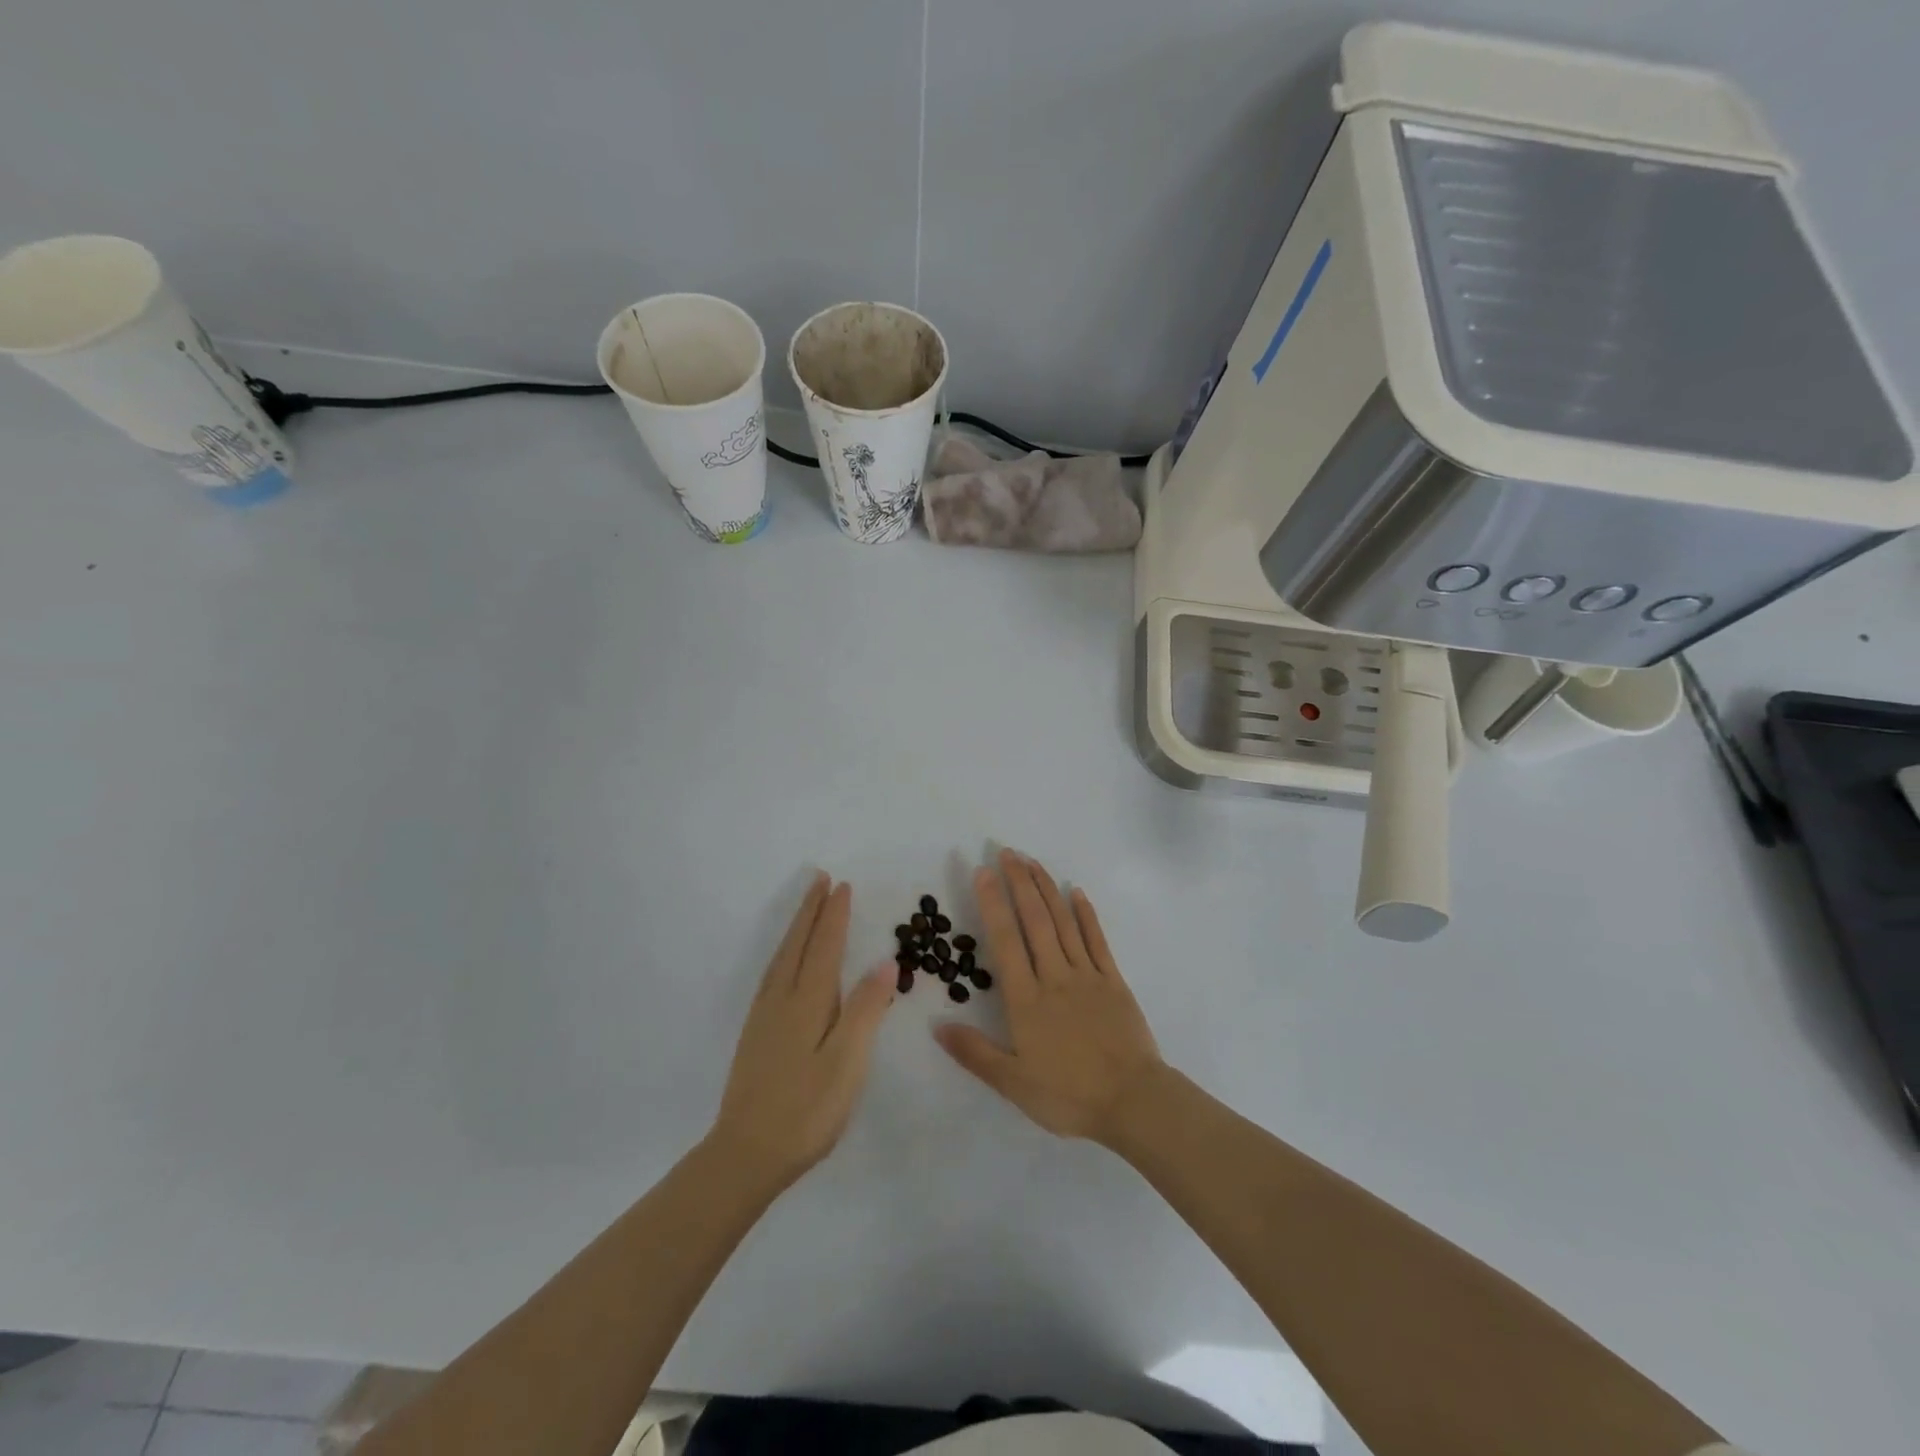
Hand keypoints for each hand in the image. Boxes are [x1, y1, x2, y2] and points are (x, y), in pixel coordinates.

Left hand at [708, 874, 894, 1191]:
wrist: (745, 1154)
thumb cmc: (806, 1110)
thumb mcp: (847, 1062)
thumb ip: (866, 1009)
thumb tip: (885, 961)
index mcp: (807, 1002)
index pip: (824, 946)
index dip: (834, 916)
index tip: (842, 885)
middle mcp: (781, 999)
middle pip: (798, 944)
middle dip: (811, 911)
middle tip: (820, 880)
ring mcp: (764, 1017)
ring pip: (782, 957)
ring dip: (796, 928)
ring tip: (806, 909)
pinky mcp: (756, 1034)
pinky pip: (773, 974)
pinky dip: (784, 953)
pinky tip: (786, 962)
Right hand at [935, 850, 1165, 1144]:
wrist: (1132, 1101)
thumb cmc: (1069, 1095)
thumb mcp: (1013, 1082)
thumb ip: (975, 1052)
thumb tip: (937, 1025)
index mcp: (1026, 999)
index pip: (1005, 940)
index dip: (993, 903)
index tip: (983, 871)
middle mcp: (1054, 976)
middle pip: (1034, 920)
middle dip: (1019, 882)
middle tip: (1007, 851)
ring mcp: (1087, 975)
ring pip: (1063, 922)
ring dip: (1046, 889)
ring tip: (1032, 861)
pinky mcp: (1113, 980)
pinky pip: (1097, 939)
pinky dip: (1086, 914)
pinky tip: (1077, 892)